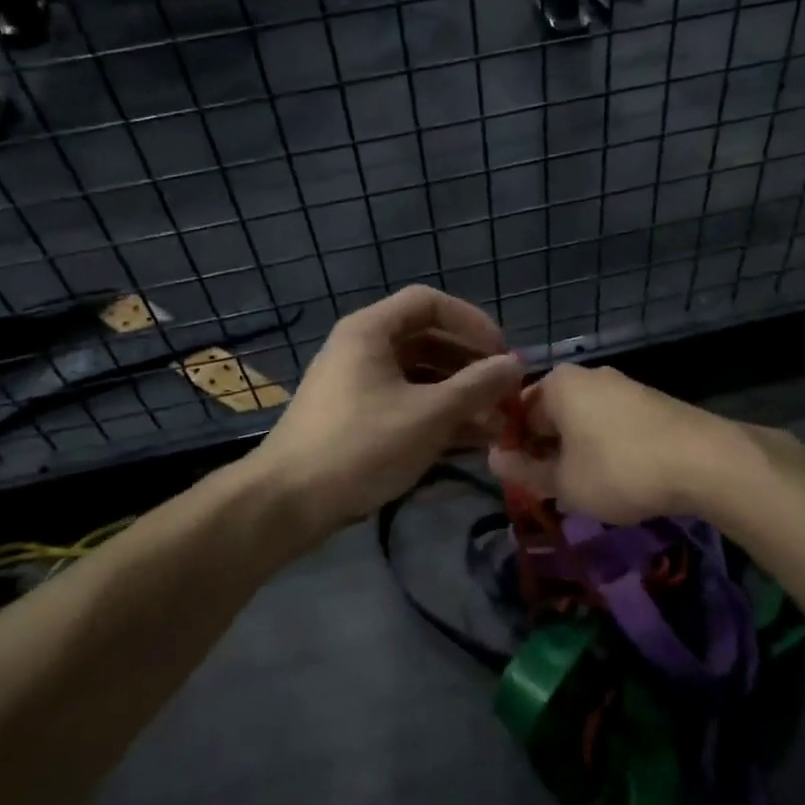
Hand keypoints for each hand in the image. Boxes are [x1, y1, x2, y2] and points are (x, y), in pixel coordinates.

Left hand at [249, 286, 524, 542]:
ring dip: (459, 395)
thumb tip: (516, 364)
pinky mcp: (356, 417)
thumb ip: (477, 386)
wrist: (288, 502)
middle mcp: (362, 348)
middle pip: (427, 339)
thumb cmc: (361, 445)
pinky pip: (406, 402)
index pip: (430, 302)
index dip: (472, 321)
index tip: (502, 352)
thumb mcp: (429, 414)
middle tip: (505, 392)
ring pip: (419, 376)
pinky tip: (470, 441)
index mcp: (371, 330)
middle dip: (471, 365)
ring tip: (497, 424)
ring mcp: (357, 383)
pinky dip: (437, 415)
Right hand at [487, 365, 804, 524]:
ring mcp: (623, 385)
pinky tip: (618, 478)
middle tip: (550, 490)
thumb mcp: (564, 482)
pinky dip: (605, 448)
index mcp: (558, 383)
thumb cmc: (619, 468)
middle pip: (551, 414)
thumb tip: (494, 459)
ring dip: (576, 452)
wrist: (704, 461)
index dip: (514, 449)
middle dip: (546, 451)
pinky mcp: (651, 401)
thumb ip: (525, 471)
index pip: (517, 413)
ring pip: (583, 421)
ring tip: (585, 490)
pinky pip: (612, 424)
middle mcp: (587, 374)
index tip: (520, 483)